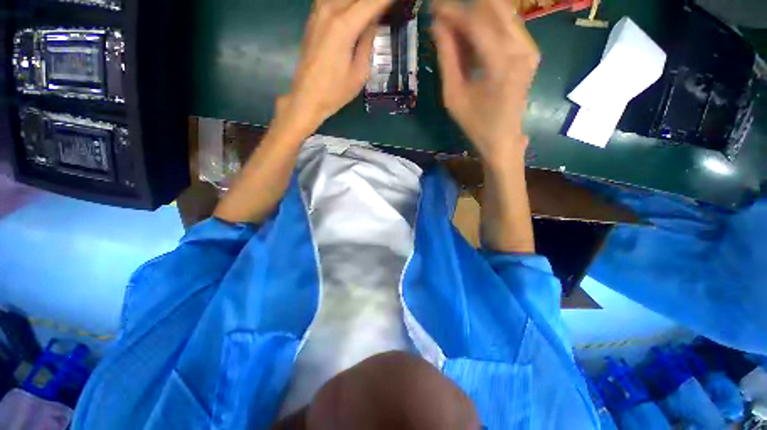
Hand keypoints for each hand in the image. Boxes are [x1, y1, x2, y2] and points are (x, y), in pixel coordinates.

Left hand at [276, 0, 392, 134]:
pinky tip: (356, 14)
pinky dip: (348, 5)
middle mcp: (329, 9)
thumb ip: (367, 42)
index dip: (387, 2)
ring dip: (361, 4)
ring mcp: (318, 11)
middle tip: (387, 11)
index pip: (372, 3)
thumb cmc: (336, 91)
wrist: (307, 97)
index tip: (398, 3)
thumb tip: (374, 21)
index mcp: (344, 26)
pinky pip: (334, 0)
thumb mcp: (360, 72)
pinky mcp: (313, 16)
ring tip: (372, 14)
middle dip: (375, 2)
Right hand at [432, 0, 539, 161]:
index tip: (433, 8)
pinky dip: (488, 24)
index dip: (453, 11)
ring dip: (477, 13)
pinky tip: (471, 35)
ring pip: (502, 13)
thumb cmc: (475, 123)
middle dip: (466, 6)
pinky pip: (508, 25)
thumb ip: (447, 58)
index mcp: (501, 63)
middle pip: (494, 8)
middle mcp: (521, 48)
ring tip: (454, 25)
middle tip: (443, 13)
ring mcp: (529, 48)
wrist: (502, 138)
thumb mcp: (453, 95)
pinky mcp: (530, 51)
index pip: (476, 22)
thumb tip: (437, 26)